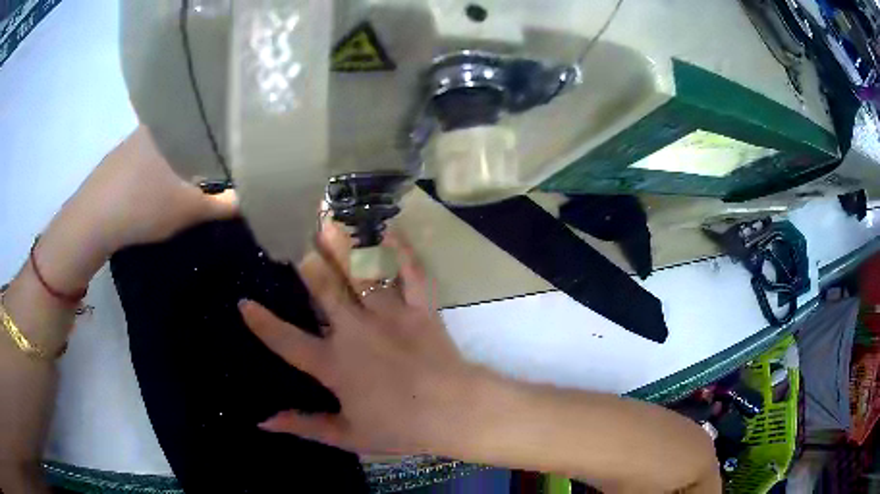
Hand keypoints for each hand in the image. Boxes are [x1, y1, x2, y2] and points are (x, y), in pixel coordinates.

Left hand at [35, 126, 237, 291]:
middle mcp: (157, 121)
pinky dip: (165, 163)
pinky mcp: (123, 154)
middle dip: (209, 144)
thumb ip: (224, 204)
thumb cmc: (142, 206)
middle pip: (193, 127)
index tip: (245, 144)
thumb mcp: (189, 210)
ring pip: (172, 140)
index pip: (213, 115)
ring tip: (196, 176)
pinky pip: (154, 151)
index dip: (231, 129)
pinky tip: (163, 183)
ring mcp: (137, 136)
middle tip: (223, 166)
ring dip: (186, 155)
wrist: (91, 221)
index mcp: (176, 123)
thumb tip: (255, 199)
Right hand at [239, 227, 480, 454]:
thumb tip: (264, 421)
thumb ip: (304, 425)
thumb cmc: (400, 428)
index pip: (287, 342)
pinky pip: (409, 273)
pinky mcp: (420, 308)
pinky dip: (400, 251)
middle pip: (323, 289)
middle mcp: (356, 332)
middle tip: (290, 231)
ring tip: (327, 217)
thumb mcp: (348, 435)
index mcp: (334, 364)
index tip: (243, 302)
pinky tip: (388, 229)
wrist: (455, 413)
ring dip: (343, 244)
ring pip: (360, 273)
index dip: (262, 324)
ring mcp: (389, 316)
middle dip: (305, 259)